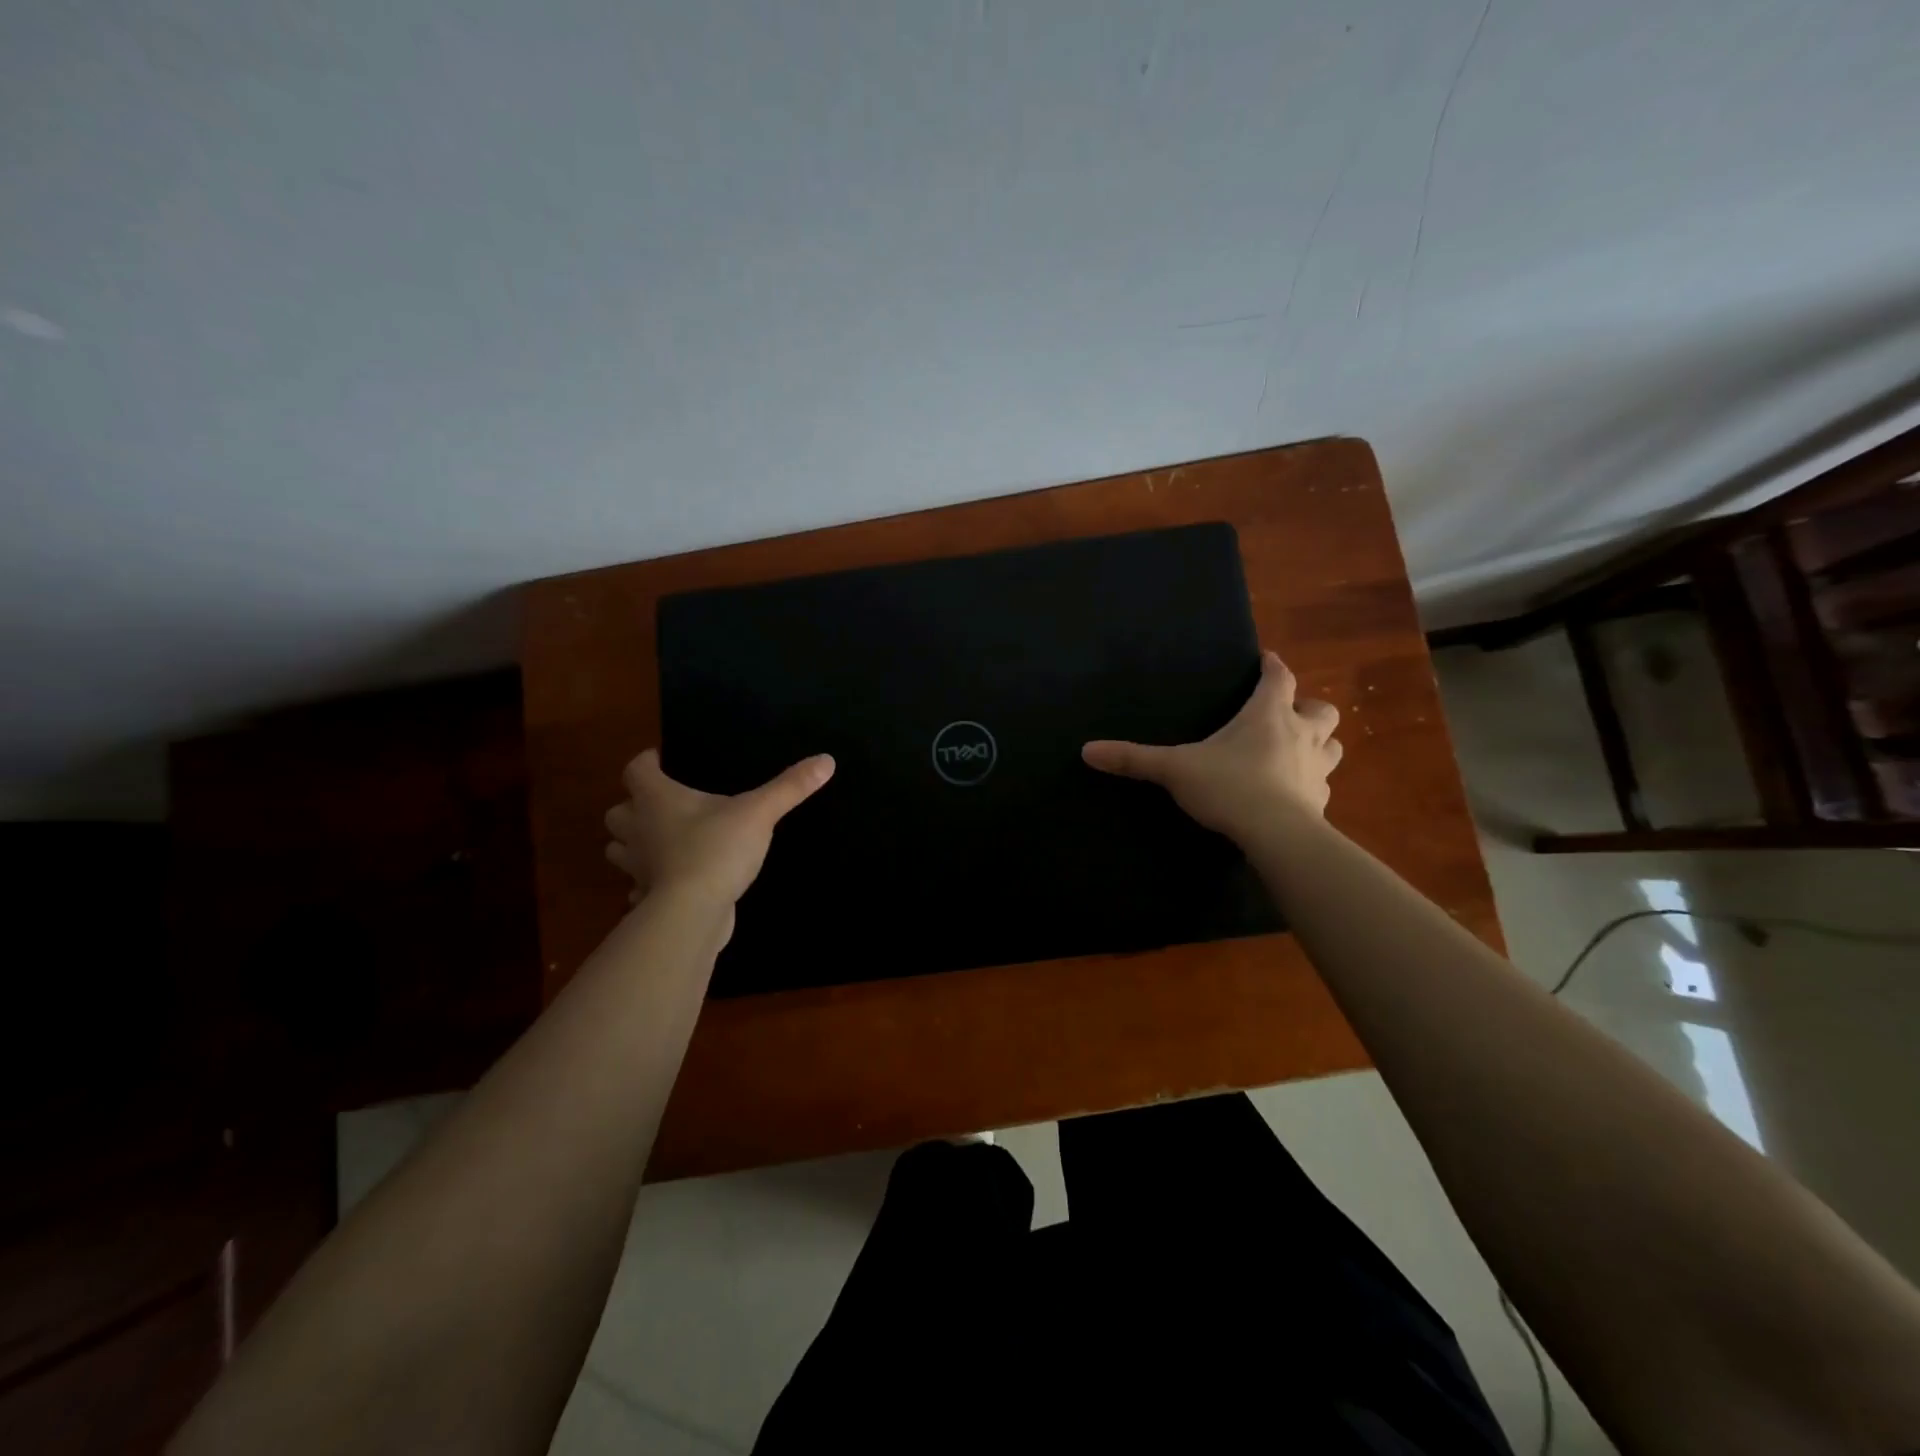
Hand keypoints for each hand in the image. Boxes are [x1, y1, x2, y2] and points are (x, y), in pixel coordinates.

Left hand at [604, 750, 834, 914]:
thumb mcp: (760, 813)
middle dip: (633, 807)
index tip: (662, 761)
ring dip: (633, 845)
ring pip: (619, 850)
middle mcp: (638, 830)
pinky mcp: (646, 899)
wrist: (692, 913)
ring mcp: (638, 867)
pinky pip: (638, 887)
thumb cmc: (717, 850)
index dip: (647, 762)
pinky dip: (647, 884)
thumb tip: (826, 760)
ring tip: (661, 843)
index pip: (636, 769)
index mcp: (657, 799)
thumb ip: (790, 787)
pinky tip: (669, 884)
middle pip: (618, 812)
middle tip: (661, 805)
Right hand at [1081, 651, 1340, 839]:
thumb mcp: (1175, 769)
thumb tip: (1087, 750)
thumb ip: (1134, 758)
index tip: (1267, 659)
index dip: (1273, 666)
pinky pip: (1323, 785)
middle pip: (1321, 710)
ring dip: (1319, 743)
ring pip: (1332, 746)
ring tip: (1297, 751)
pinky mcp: (1321, 802)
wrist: (1277, 835)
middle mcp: (1300, 735)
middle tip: (1288, 714)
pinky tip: (1295, 794)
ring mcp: (1316, 770)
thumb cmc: (1229, 787)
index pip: (1279, 678)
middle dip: (1307, 707)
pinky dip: (1312, 783)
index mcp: (1268, 716)